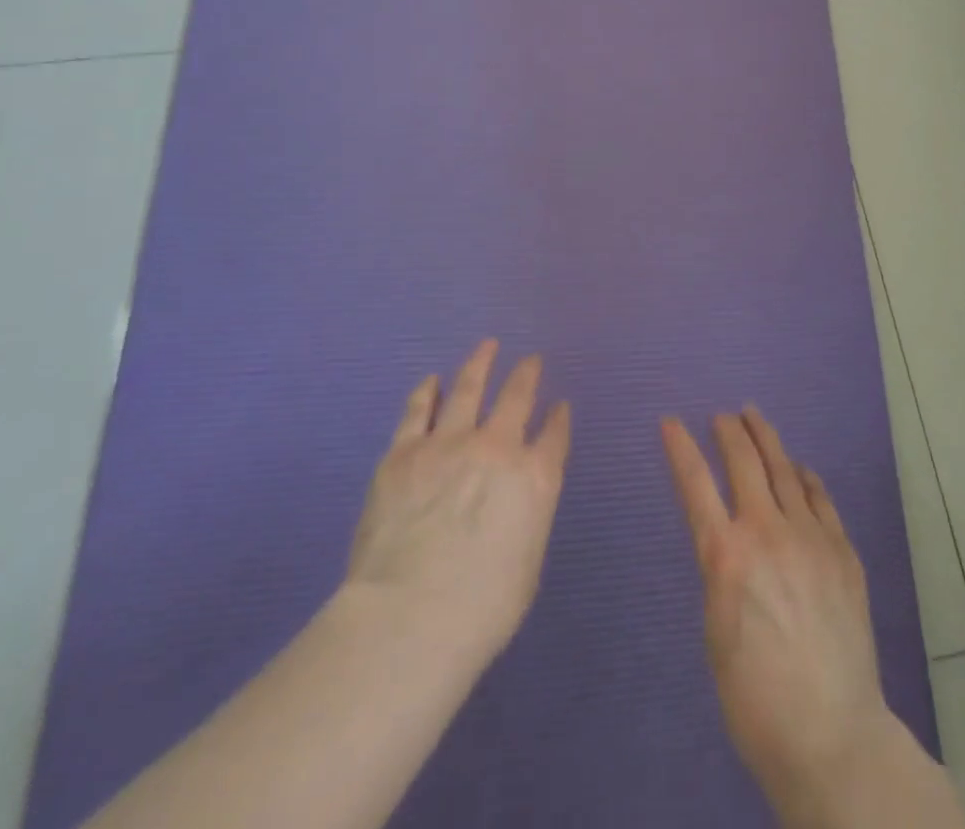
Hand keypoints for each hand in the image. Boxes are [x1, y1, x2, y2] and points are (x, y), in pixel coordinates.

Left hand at [347, 339, 571, 667]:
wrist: (409, 618)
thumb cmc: (480, 609)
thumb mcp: (526, 563)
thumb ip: (527, 518)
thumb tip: (518, 500)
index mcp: (535, 477)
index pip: (554, 435)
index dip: (559, 418)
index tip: (560, 406)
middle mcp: (497, 447)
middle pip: (517, 397)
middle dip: (527, 374)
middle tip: (531, 360)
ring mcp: (448, 443)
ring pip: (470, 388)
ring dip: (480, 364)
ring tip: (487, 346)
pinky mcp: (404, 452)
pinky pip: (419, 410)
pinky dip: (428, 391)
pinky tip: (432, 380)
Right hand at [661, 408, 898, 816]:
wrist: (832, 734)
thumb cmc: (756, 698)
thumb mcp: (717, 631)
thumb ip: (722, 573)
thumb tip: (728, 542)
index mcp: (726, 555)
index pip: (695, 484)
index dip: (680, 448)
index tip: (670, 422)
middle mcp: (767, 532)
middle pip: (744, 462)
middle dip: (728, 431)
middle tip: (721, 416)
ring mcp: (810, 537)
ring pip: (784, 469)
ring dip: (766, 439)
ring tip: (755, 417)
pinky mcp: (843, 551)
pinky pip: (820, 498)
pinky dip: (805, 477)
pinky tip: (800, 468)